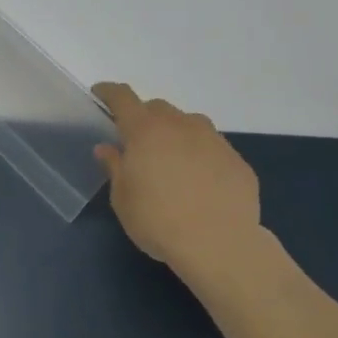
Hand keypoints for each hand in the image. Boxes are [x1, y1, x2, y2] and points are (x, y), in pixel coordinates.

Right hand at [93, 83, 266, 278]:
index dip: (109, 92)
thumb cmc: (158, 221)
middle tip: (137, 142)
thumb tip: (107, 148)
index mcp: (145, 130)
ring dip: (176, 134)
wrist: (220, 245)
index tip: (100, 94)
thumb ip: (115, 167)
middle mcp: (180, 125)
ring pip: (189, 124)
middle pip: (157, 108)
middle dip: (144, 118)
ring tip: (172, 161)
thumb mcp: (123, 199)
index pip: (122, 97)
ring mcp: (213, 140)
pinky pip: (212, 149)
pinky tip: (201, 183)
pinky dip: (201, 156)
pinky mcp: (237, 161)